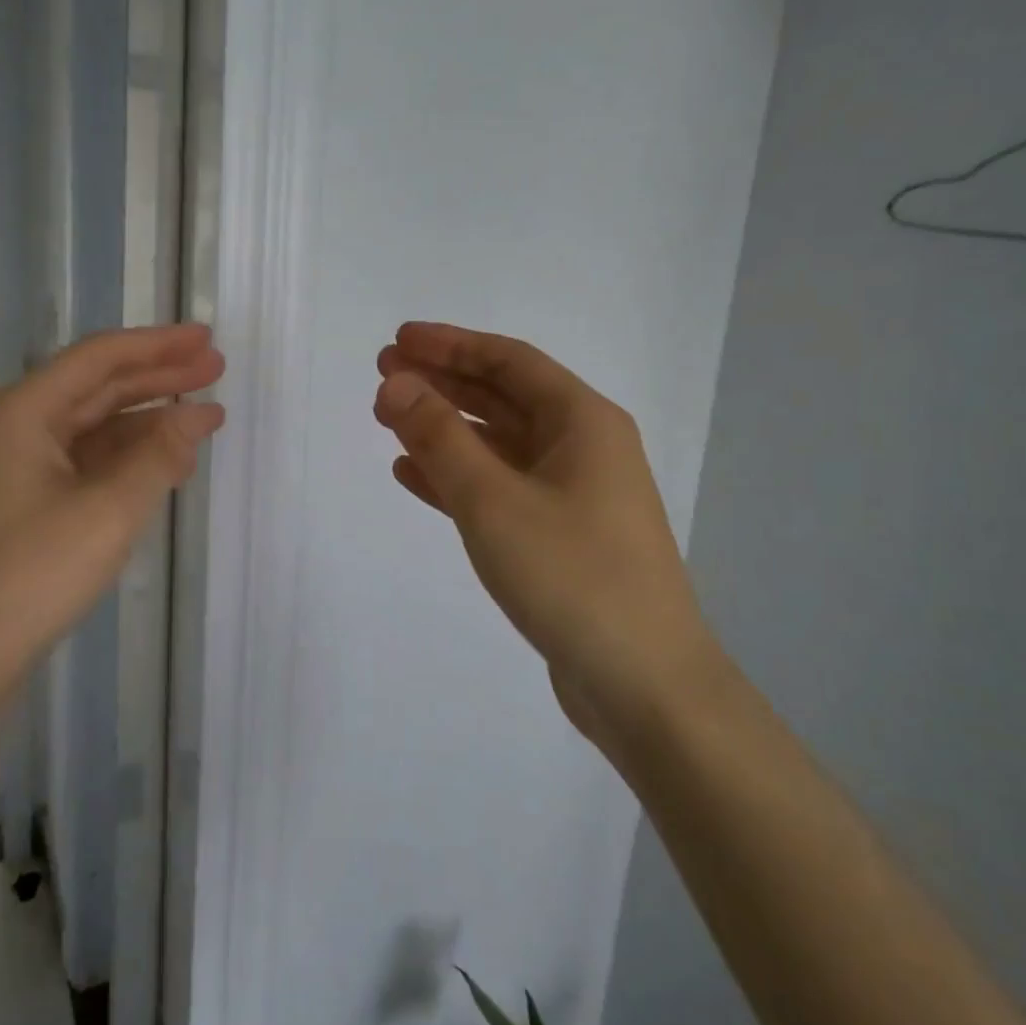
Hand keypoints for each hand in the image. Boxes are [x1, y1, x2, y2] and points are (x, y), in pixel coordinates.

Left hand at [0, 324, 224, 685]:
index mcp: (25, 413)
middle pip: (98, 388)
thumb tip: (194, 417)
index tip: (206, 339)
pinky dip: (128, 461)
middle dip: (159, 377)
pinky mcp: (26, 506)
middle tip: (215, 368)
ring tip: (204, 418)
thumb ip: (157, 458)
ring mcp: (19, 469)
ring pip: (94, 429)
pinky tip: (165, 467)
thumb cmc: (29, 574)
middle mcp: (18, 429)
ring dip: (148, 422)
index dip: (158, 345)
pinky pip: (86, 465)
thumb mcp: (107, 512)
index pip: (100, 359)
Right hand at [374, 322, 719, 752]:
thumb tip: (394, 384)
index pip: (508, 361)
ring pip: (498, 445)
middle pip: (502, 398)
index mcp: (583, 421)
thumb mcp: (493, 500)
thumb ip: (438, 438)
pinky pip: (500, 489)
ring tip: (389, 419)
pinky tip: (414, 476)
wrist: (643, 683)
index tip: (397, 341)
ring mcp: (574, 495)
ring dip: (445, 429)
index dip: (450, 345)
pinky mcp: (560, 538)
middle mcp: (584, 448)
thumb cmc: (571, 576)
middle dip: (442, 383)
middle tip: (382, 375)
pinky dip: (457, 478)